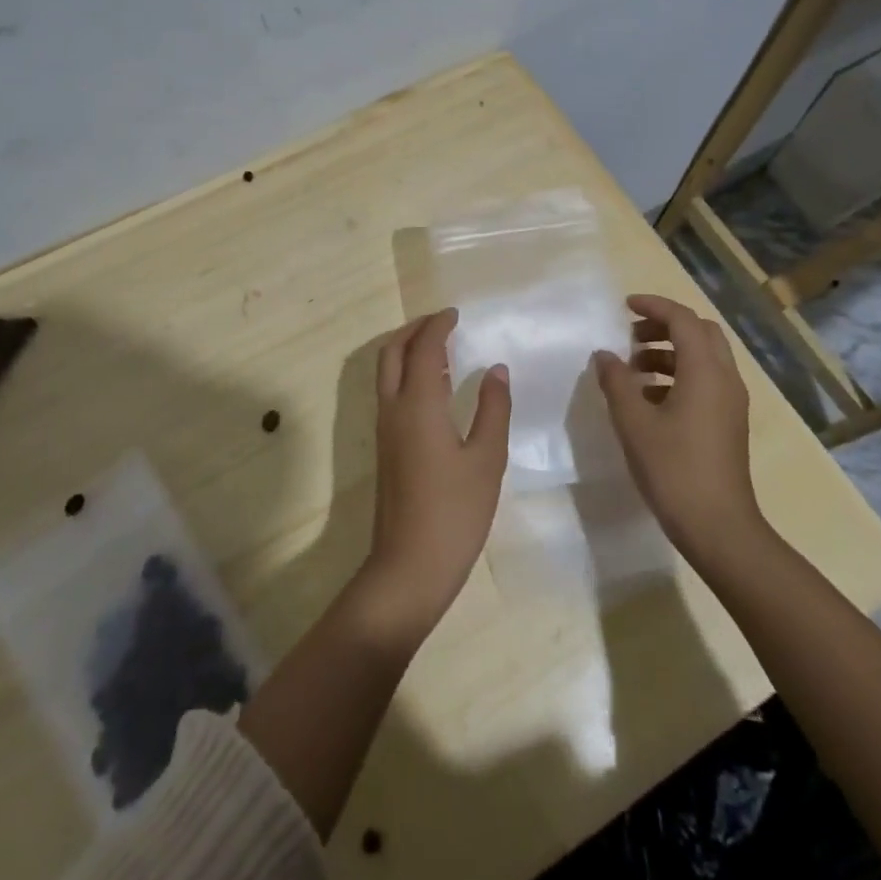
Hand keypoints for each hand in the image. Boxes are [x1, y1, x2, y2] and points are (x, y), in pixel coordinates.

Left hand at [355, 309, 510, 645]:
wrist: (409, 565)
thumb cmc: (455, 512)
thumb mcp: (486, 459)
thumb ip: (493, 409)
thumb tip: (496, 370)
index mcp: (418, 405)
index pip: (423, 349)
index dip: (437, 326)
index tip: (454, 314)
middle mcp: (393, 409)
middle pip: (392, 352)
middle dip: (413, 330)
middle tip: (441, 323)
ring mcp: (384, 429)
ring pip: (386, 372)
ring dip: (407, 350)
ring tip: (439, 348)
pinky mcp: (384, 447)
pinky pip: (389, 392)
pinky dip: (406, 374)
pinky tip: (433, 388)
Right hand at [592, 293, 761, 566]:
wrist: (718, 527)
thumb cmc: (673, 469)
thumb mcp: (633, 422)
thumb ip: (616, 382)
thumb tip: (605, 355)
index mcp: (705, 371)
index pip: (683, 319)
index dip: (654, 306)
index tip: (625, 306)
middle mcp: (725, 379)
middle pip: (700, 333)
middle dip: (665, 326)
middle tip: (631, 336)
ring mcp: (731, 402)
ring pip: (703, 358)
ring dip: (669, 352)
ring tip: (633, 370)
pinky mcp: (728, 422)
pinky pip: (705, 381)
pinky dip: (678, 375)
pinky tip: (649, 399)